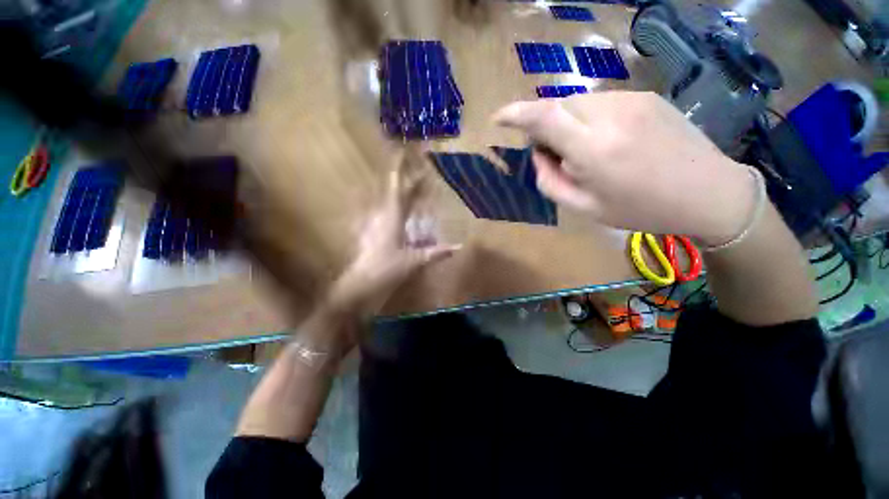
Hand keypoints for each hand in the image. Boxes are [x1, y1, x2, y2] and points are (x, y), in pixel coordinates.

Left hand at [329, 149, 459, 318]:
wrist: (361, 283)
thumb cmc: (388, 268)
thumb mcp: (415, 260)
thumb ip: (436, 252)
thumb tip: (458, 247)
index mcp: (392, 218)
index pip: (397, 190)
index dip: (399, 172)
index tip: (401, 154)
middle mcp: (381, 216)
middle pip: (391, 193)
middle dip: (401, 181)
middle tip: (413, 174)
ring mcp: (372, 224)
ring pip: (383, 202)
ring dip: (394, 194)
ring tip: (405, 190)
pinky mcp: (368, 233)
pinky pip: (378, 215)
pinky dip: (386, 210)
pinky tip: (390, 213)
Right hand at [493, 91, 758, 245]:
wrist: (709, 193)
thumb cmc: (641, 209)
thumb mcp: (585, 208)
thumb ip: (551, 182)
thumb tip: (539, 155)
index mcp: (594, 149)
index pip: (543, 117)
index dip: (515, 114)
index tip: (498, 118)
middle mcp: (611, 115)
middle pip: (558, 107)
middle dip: (545, 127)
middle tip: (555, 154)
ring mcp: (632, 100)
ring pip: (578, 103)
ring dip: (568, 124)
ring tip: (586, 150)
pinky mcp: (646, 96)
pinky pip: (601, 102)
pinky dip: (589, 119)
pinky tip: (608, 141)